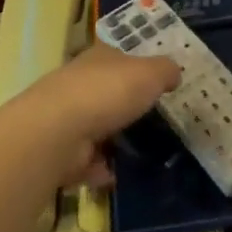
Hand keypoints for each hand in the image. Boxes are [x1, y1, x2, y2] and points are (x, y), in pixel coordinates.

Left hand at [7, 42, 179, 180]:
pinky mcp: (61, 151)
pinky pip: (86, 161)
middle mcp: (78, 84)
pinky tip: (118, 175)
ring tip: (141, 153)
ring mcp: (66, 118)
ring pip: (95, 127)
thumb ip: (165, 71)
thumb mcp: (150, 73)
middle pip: (105, 92)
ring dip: (112, 140)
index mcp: (98, 58)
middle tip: (153, 122)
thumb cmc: (108, 92)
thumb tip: (173, 73)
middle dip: (124, 106)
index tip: (155, 83)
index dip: (136, 67)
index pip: (118, 57)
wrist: (58, 132)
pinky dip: (100, 168)